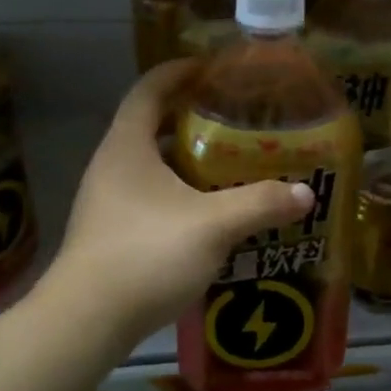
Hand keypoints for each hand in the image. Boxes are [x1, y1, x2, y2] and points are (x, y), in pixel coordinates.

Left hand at [47, 62, 315, 342]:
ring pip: (151, 165)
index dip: (179, 72)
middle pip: (151, 125)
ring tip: (230, 163)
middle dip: (192, 117)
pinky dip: (179, 192)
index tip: (212, 69)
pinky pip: (149, 195)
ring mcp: (106, 201)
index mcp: (127, 146)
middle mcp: (111, 165)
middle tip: (235, 119)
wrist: (85, 321)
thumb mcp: (212, 225)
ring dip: (187, 159)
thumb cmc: (145, 254)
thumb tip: (305, 193)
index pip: (150, 89)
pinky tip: (209, 212)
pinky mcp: (110, 232)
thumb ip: (260, 204)